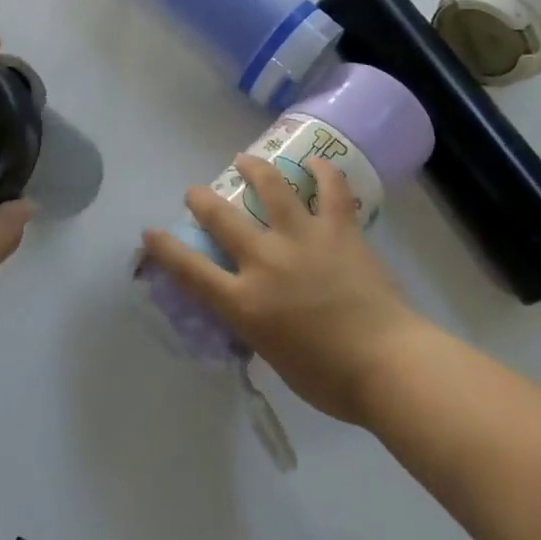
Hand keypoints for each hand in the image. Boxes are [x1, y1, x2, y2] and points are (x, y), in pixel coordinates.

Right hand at [141, 155, 427, 425]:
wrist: (390, 365)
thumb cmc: (330, 379)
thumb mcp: (274, 356)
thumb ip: (256, 325)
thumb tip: (253, 308)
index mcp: (246, 302)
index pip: (191, 270)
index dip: (165, 248)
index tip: (150, 233)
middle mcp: (266, 261)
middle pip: (221, 218)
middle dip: (201, 200)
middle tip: (195, 192)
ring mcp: (303, 239)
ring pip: (270, 187)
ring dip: (253, 169)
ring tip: (244, 160)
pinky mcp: (338, 230)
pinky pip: (330, 190)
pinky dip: (322, 172)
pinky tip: (315, 162)